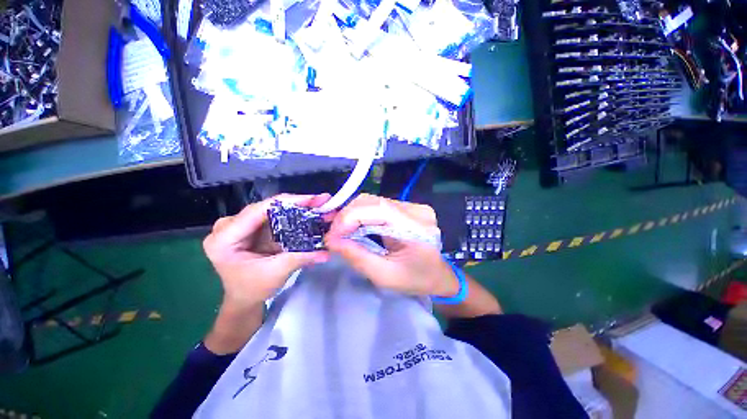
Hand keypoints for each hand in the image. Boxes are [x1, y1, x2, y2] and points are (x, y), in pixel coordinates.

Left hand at [203, 194, 330, 309]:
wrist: (244, 299)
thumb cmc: (253, 289)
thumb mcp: (276, 273)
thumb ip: (301, 258)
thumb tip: (327, 252)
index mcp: (224, 238)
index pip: (257, 211)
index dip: (288, 202)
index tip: (313, 199)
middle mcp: (228, 226)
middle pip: (266, 208)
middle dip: (296, 204)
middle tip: (321, 201)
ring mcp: (240, 225)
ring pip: (272, 210)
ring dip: (296, 208)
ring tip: (318, 205)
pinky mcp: (252, 228)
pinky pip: (274, 217)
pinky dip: (292, 216)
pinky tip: (308, 213)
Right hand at [325, 194, 458, 297]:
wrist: (437, 276)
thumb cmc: (415, 280)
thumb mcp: (384, 275)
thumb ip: (357, 256)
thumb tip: (331, 240)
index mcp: (416, 226)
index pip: (377, 209)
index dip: (348, 218)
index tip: (331, 235)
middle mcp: (415, 209)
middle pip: (373, 201)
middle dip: (347, 216)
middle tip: (333, 234)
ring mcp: (412, 206)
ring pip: (373, 202)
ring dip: (353, 215)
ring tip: (341, 231)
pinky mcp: (407, 208)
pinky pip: (378, 207)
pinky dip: (362, 216)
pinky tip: (355, 227)